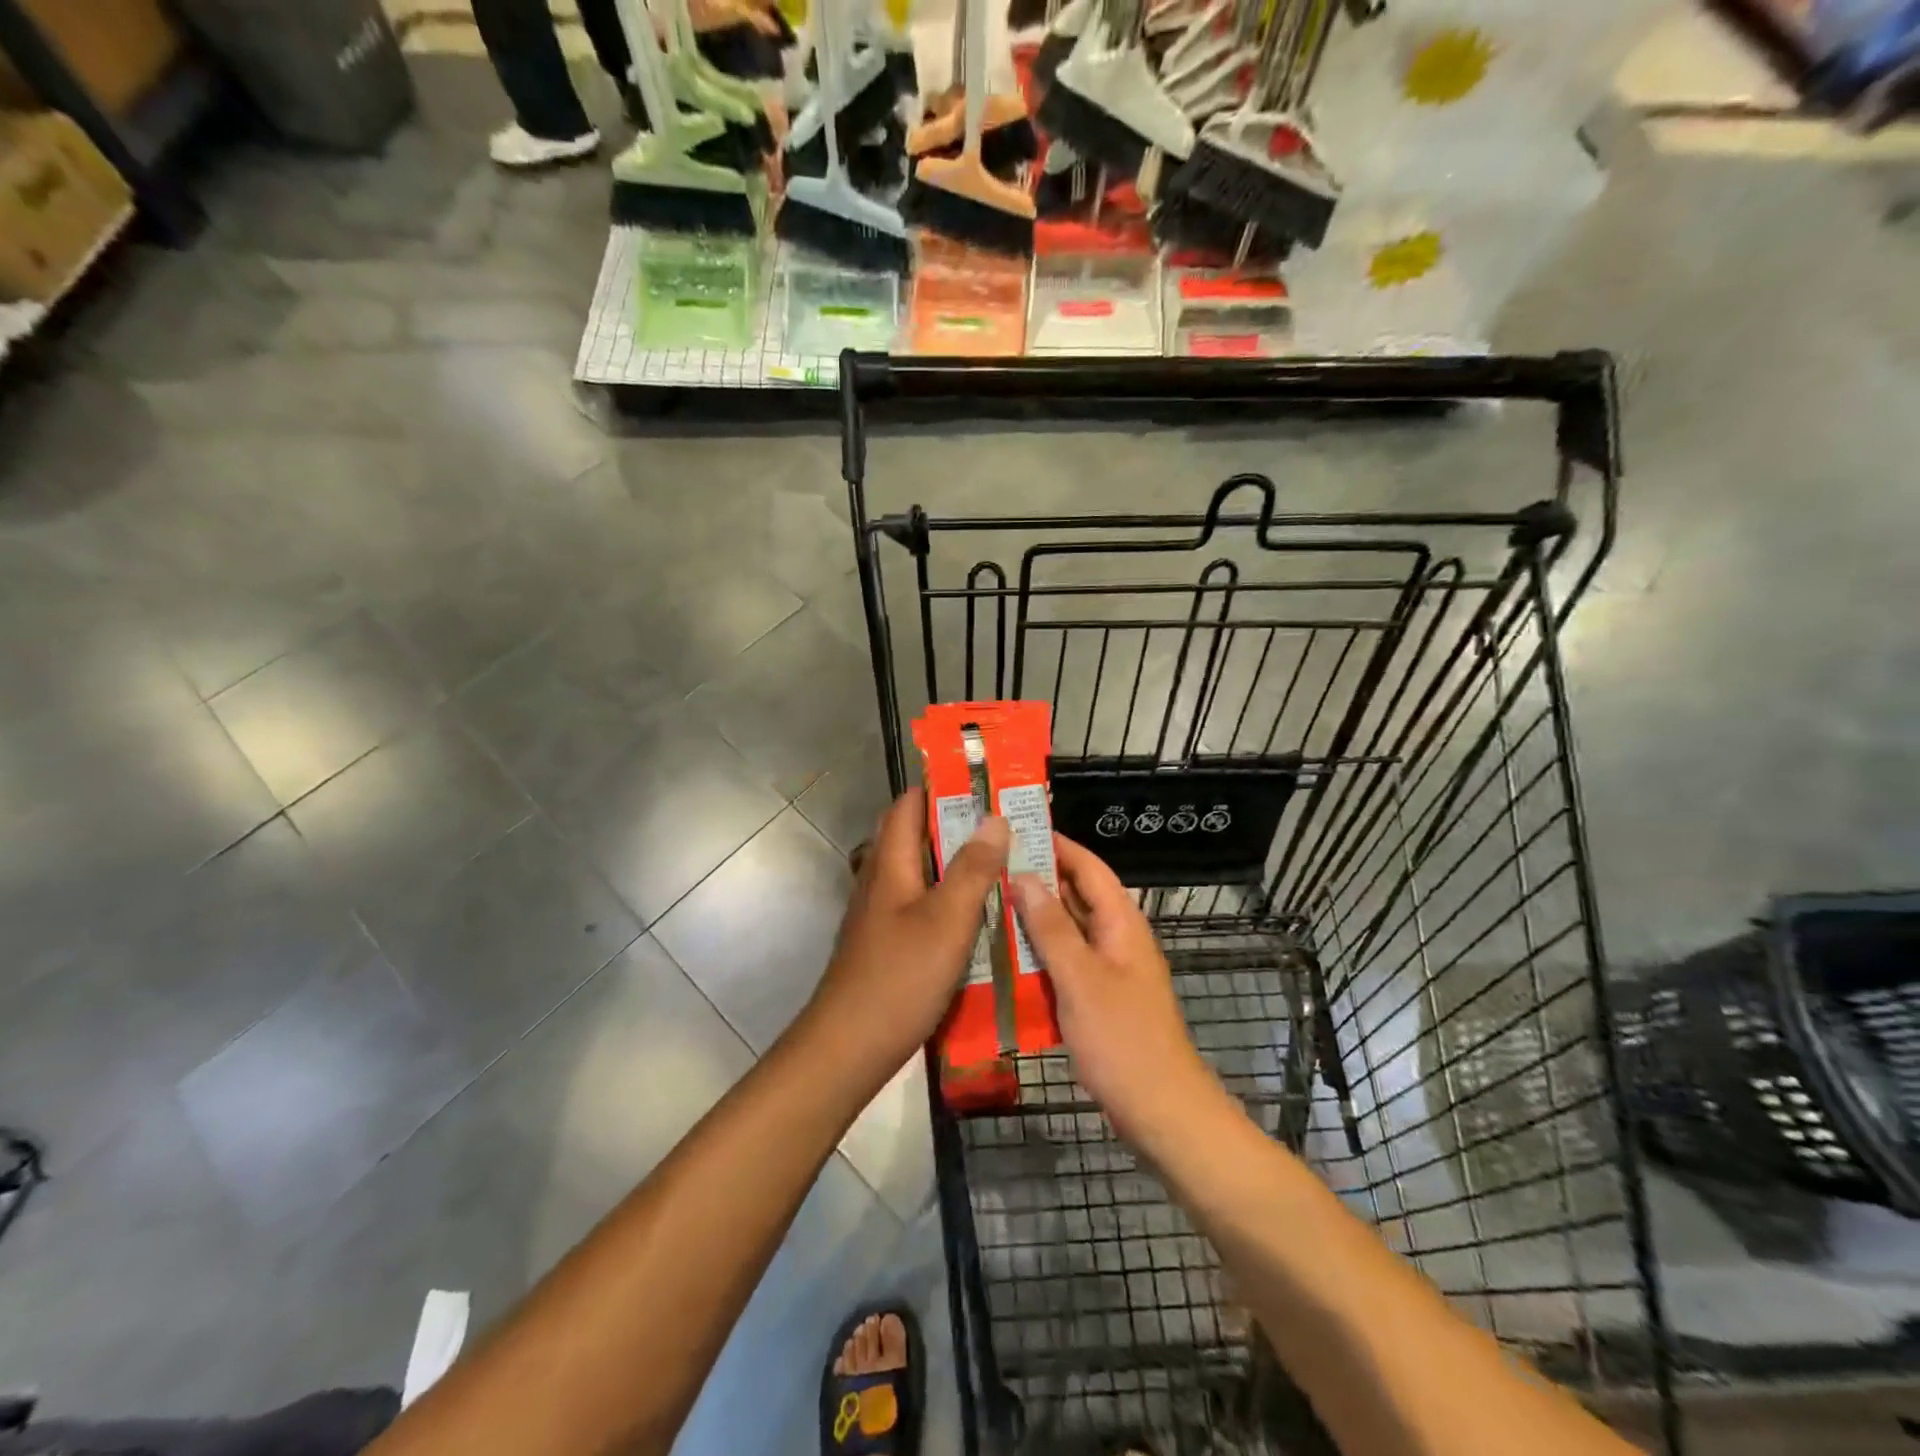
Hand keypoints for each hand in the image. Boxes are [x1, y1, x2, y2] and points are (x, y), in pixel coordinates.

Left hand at [805, 789, 1010, 1086]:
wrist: (849, 1047)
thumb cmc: (900, 976)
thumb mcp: (948, 919)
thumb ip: (973, 868)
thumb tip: (994, 817)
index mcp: (891, 863)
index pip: (909, 804)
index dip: (943, 789)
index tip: (986, 788)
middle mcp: (881, 880)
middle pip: (917, 837)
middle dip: (958, 827)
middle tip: (1006, 830)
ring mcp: (881, 914)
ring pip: (922, 874)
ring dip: (957, 866)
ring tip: (1004, 868)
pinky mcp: (888, 944)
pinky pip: (922, 906)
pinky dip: (950, 902)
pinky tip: (980, 919)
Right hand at [1011, 837, 1218, 1144]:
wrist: (1160, 1110)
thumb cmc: (1122, 1039)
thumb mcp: (1080, 978)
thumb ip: (1051, 927)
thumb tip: (1023, 875)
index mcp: (1121, 923)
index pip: (1088, 866)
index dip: (1055, 844)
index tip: (1014, 829)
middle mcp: (1115, 937)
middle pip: (1075, 895)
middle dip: (1036, 878)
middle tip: (987, 865)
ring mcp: (1106, 969)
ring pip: (1065, 929)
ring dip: (1032, 917)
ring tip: (985, 902)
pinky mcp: (1096, 996)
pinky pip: (1063, 961)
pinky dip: (1036, 952)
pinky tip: (1002, 955)